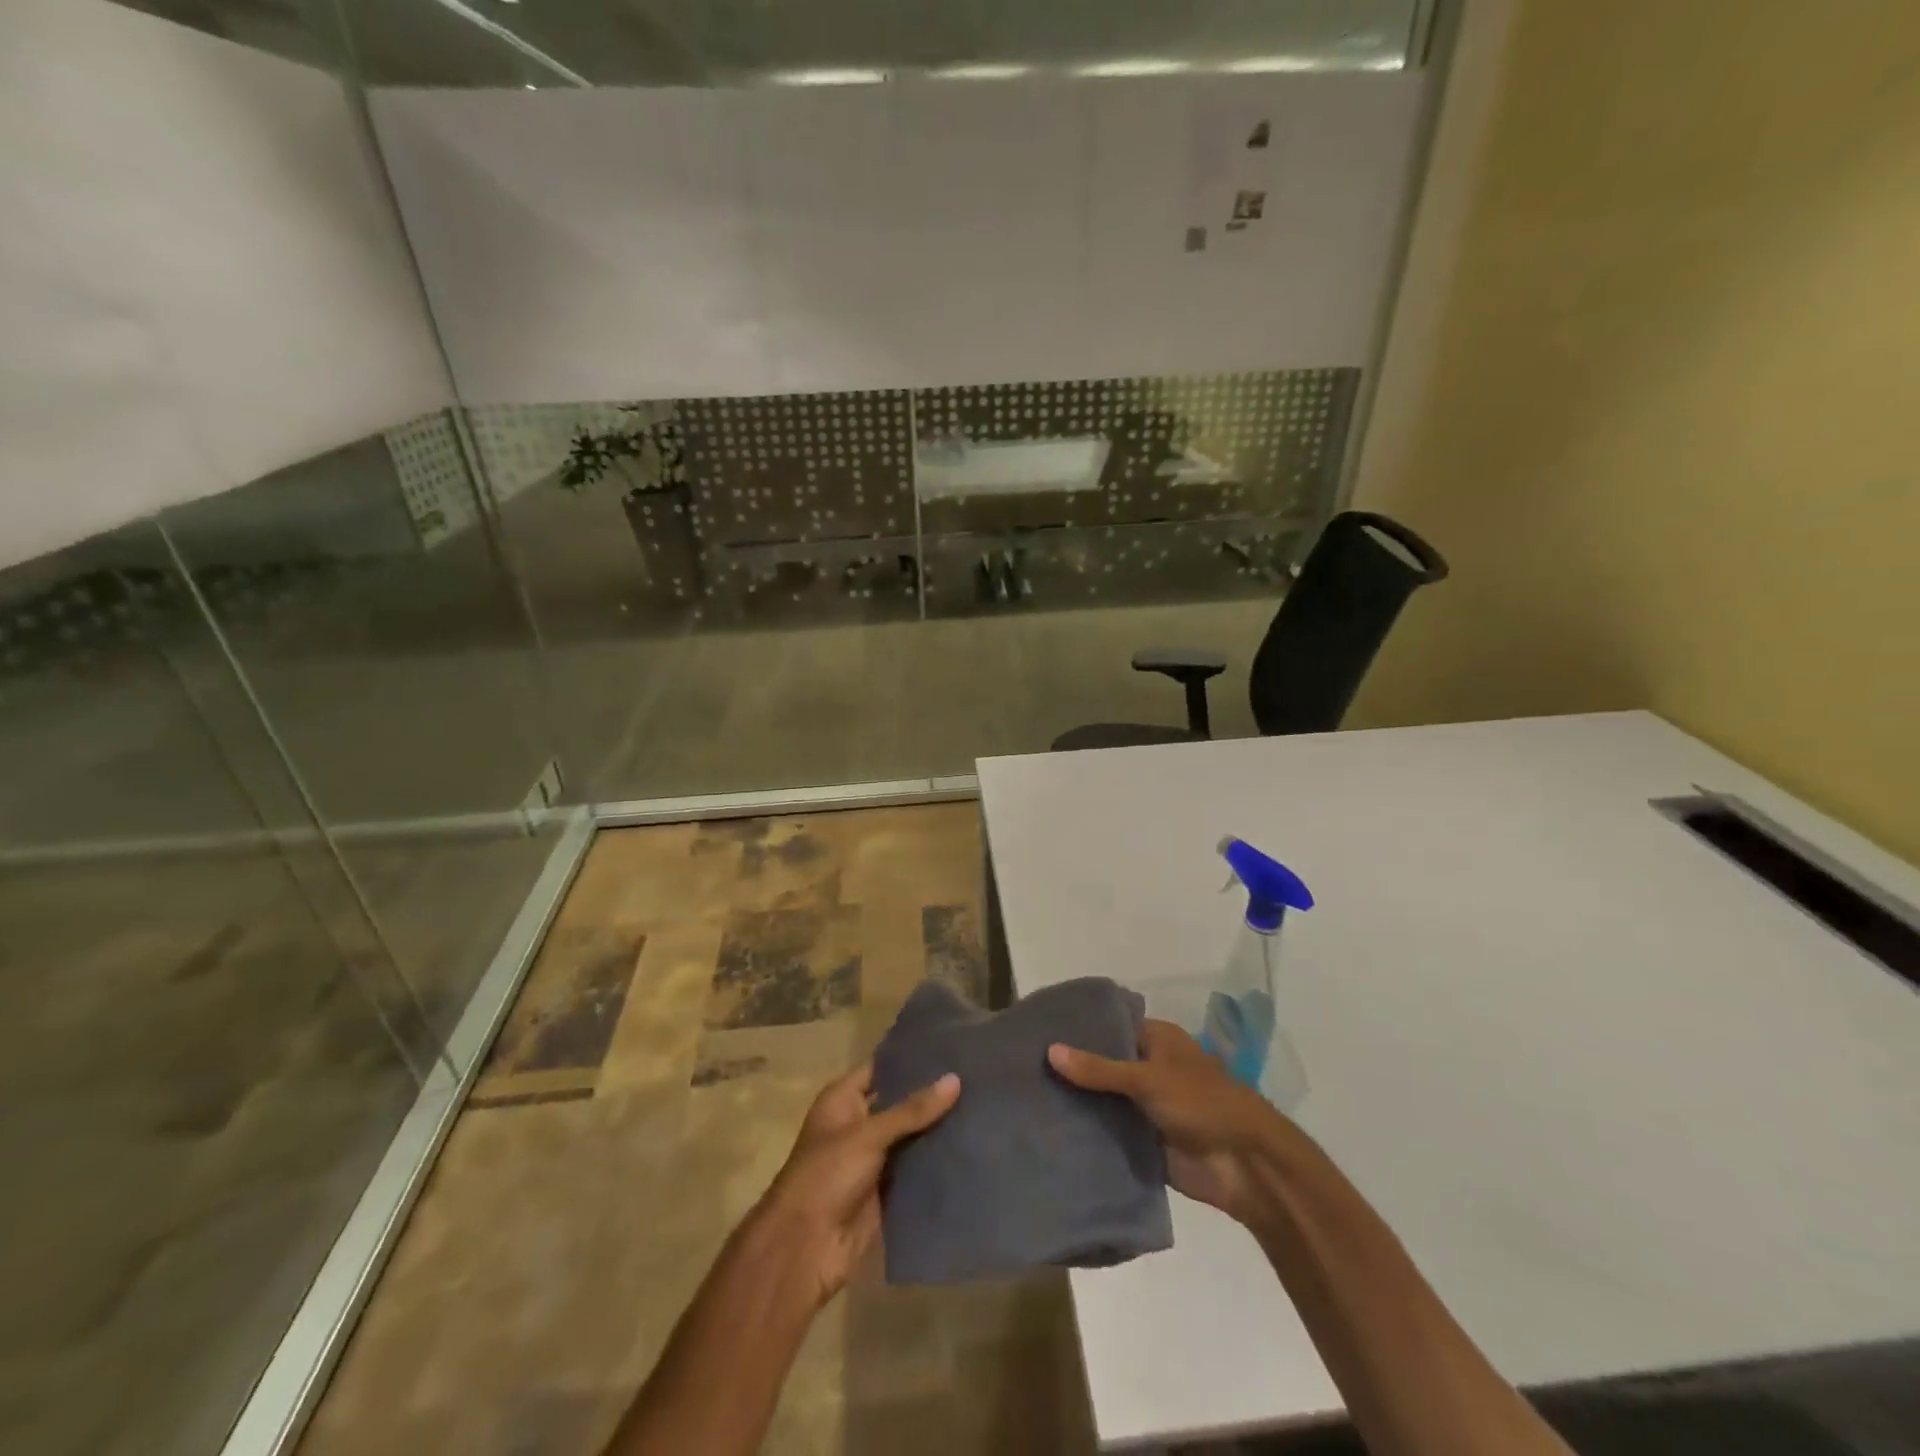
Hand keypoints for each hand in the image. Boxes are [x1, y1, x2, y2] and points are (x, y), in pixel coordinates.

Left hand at [751, 1061, 960, 1308]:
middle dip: (932, 1093)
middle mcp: (859, 1124)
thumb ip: (911, 1110)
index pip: (882, 1067)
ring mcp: (874, 1159)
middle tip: (975, 1075)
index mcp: (843, 1100)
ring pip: (912, 1136)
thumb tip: (955, 1079)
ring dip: (939, 1128)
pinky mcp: (887, 1191)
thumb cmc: (826, 1176)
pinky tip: (972, 1147)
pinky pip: (917, 1170)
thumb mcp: (867, 1135)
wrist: (804, 1249)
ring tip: (982, 1105)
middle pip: (900, 1102)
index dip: (911, 1057)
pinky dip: (938, 1162)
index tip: (949, 1045)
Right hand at [1049, 1019, 1280, 1224]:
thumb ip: (1098, 1068)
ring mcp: (1145, 1107)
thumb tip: (1050, 1050)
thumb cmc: (1201, 1103)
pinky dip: (1088, 1135)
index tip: (1038, 1031)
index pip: (1110, 1027)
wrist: (1245, 1166)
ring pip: (1103, 1101)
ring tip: (1027, 1099)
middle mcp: (1149, 1069)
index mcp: (1156, 1040)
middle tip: (1023, 1066)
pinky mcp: (1144, 1143)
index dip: (1078, 1029)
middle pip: (1102, 1065)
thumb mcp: (1147, 1078)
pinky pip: (1110, 1134)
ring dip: (1077, 1103)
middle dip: (1071, 1069)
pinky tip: (1050, 1133)